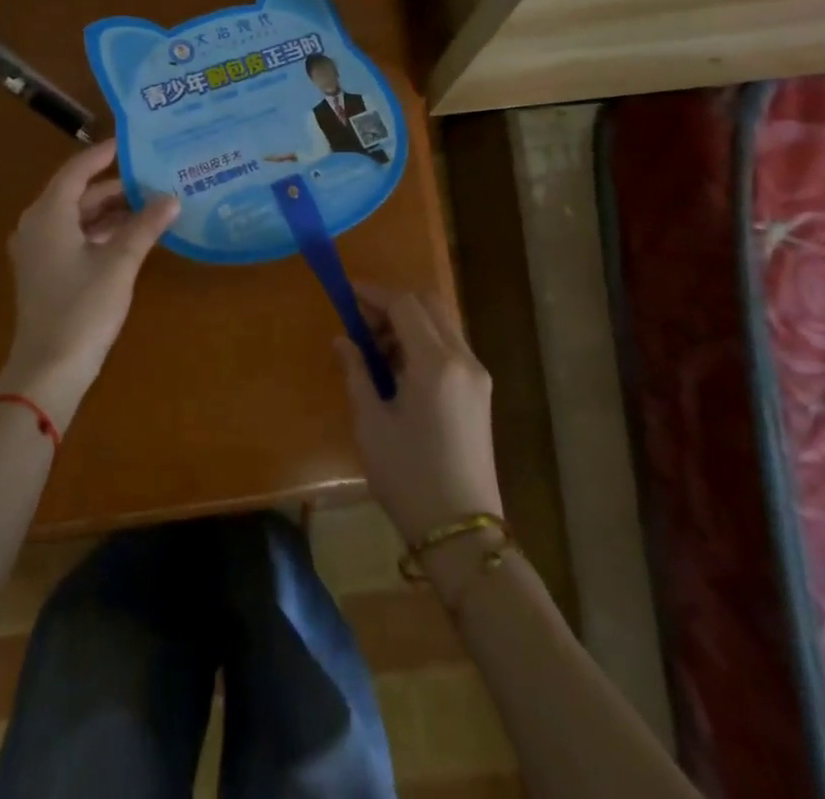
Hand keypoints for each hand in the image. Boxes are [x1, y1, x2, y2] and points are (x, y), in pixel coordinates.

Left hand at [0, 138, 178, 427]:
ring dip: (109, 212)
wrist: (48, 369)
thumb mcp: (119, 263)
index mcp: (48, 214)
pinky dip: (99, 233)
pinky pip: (72, 238)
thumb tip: (172, 198)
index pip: (76, 170)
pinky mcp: (43, 273)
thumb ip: (145, 226)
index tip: (130, 144)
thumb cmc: (82, 308)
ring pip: (76, 218)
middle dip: (113, 187)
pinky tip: (130, 237)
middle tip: (151, 178)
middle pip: (76, 194)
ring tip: (149, 206)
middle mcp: (36, 225)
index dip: (103, 155)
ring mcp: (37, 251)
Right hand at [334, 284, 503, 546]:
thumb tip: (343, 339)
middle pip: (429, 305)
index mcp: (435, 363)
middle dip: (393, 304)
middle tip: (361, 323)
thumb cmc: (408, 477)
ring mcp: (477, 376)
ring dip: (409, 322)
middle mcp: (463, 359)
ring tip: (375, 350)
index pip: (404, 305)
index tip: (346, 292)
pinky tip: (399, 368)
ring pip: (442, 324)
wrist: (463, 532)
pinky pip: (451, 347)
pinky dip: (424, 341)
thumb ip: (357, 372)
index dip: (374, 293)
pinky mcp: (481, 393)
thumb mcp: (371, 423)